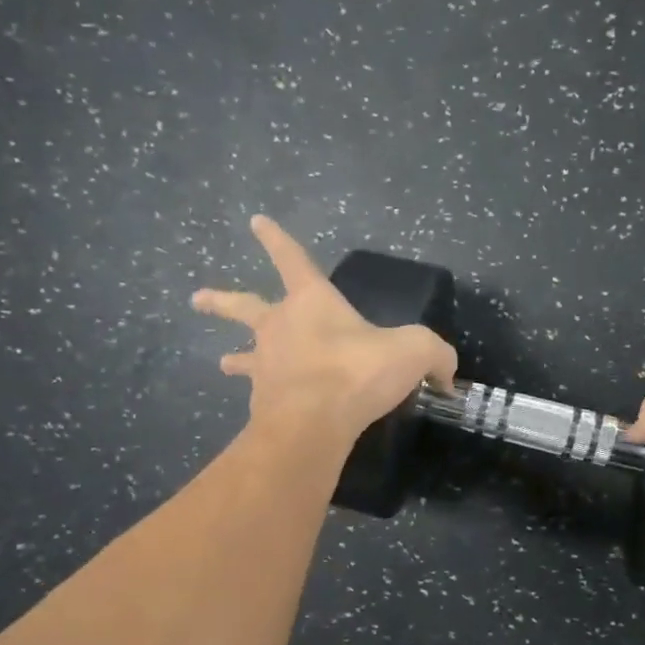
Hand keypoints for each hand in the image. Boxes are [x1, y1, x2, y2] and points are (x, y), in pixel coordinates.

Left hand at [193, 217, 457, 444]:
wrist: (312, 422)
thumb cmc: (357, 371)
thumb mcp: (413, 352)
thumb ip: (434, 355)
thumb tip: (447, 374)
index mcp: (311, 301)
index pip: (292, 258)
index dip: (276, 239)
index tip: (255, 221)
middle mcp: (279, 326)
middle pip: (243, 306)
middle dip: (221, 301)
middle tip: (197, 298)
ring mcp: (266, 364)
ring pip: (244, 356)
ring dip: (235, 357)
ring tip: (224, 362)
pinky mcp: (263, 402)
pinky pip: (262, 395)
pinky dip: (264, 398)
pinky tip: (267, 409)